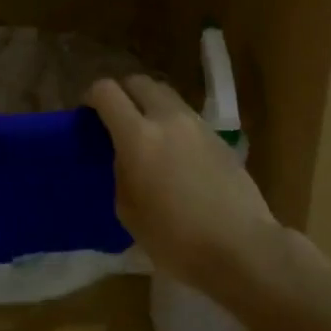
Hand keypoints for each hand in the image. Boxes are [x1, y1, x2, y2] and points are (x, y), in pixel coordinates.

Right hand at [86, 75, 280, 301]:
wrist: (242, 248)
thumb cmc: (176, 239)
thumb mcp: (129, 211)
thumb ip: (120, 171)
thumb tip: (125, 156)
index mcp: (138, 136)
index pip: (106, 92)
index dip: (91, 97)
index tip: (88, 115)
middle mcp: (168, 119)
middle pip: (140, 82)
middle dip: (123, 93)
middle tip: (116, 119)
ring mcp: (198, 125)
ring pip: (167, 96)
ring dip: (150, 106)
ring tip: (147, 136)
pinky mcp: (220, 138)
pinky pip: (187, 118)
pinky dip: (173, 124)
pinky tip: (174, 155)